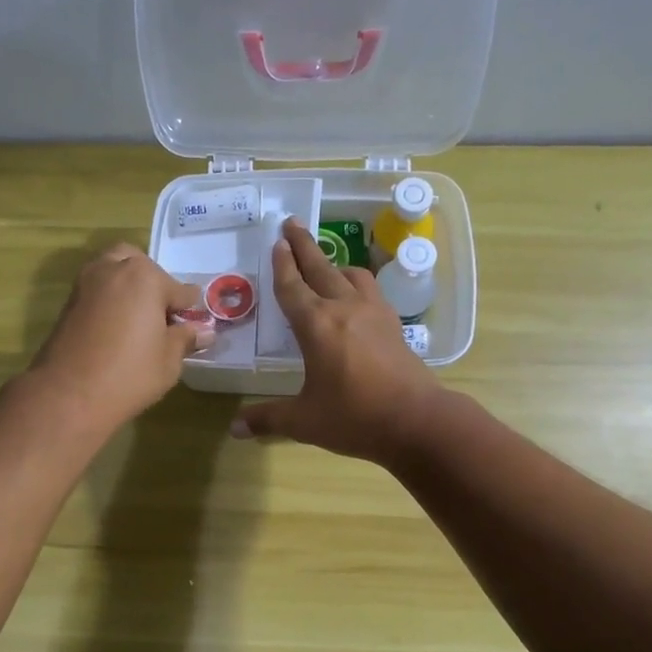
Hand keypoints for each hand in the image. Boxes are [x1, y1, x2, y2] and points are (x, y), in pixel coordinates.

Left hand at [27, 243, 208, 432]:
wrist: (68, 395)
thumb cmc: (129, 375)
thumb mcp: (169, 360)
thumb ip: (186, 338)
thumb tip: (203, 331)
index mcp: (145, 277)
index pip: (180, 289)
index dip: (189, 309)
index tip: (193, 325)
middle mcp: (113, 269)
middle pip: (141, 266)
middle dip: (154, 285)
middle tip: (162, 316)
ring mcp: (86, 283)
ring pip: (114, 271)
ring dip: (129, 287)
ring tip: (139, 321)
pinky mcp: (69, 302)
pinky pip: (98, 290)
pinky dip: (110, 299)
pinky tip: (117, 328)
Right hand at [231, 218, 445, 463]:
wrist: (416, 421)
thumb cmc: (355, 418)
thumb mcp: (304, 421)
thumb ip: (268, 418)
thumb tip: (235, 429)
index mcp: (316, 325)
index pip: (292, 287)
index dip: (282, 265)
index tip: (277, 242)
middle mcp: (344, 308)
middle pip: (320, 268)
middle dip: (304, 245)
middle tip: (292, 223)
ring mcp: (373, 313)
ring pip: (351, 275)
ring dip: (333, 263)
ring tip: (325, 262)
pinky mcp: (393, 324)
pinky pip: (371, 290)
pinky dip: (356, 282)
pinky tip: (356, 295)